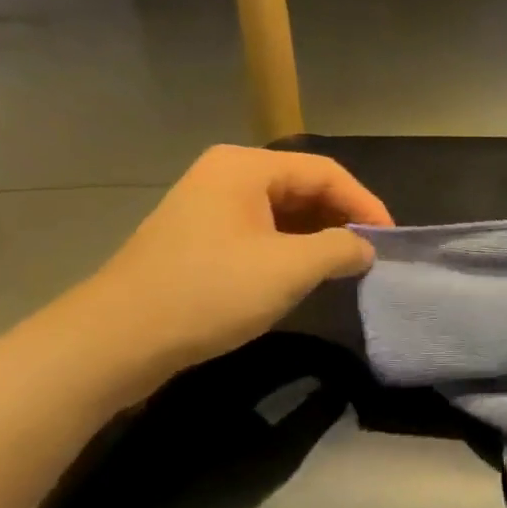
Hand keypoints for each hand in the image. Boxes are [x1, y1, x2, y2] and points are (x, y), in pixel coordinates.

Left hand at [80, 146, 391, 383]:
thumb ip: (342, 249)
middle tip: (371, 253)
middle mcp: (227, 175)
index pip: (326, 173)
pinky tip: (305, 274)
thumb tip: (366, 248)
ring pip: (284, 212)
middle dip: (342, 219)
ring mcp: (209, 206)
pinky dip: (291, 248)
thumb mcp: (290, 269)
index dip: (365, 204)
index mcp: (246, 167)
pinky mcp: (200, 238)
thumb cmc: (210, 292)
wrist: (116, 340)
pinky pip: (262, 231)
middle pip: (304, 187)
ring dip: (318, 236)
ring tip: (345, 265)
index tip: (390, 240)